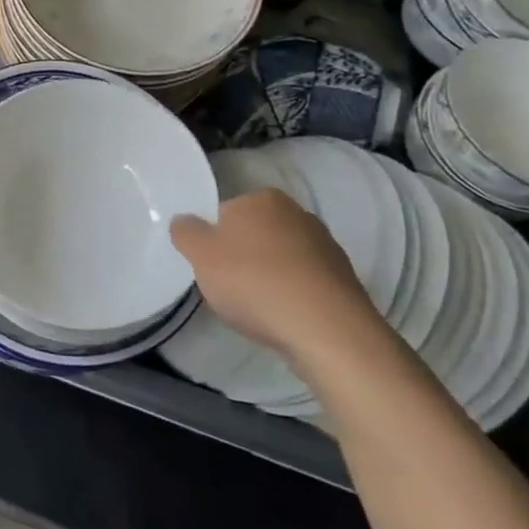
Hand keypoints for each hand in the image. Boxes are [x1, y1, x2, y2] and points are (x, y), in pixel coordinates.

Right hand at [171, 189, 389, 367]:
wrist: (326, 330)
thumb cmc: (254, 282)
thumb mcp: (200, 255)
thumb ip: (185, 232)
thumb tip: (184, 221)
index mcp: (262, 198)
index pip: (226, 212)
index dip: (214, 239)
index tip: (210, 266)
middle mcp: (297, 213)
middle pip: (256, 233)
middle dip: (243, 255)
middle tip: (230, 286)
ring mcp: (326, 246)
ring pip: (282, 258)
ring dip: (270, 276)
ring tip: (259, 307)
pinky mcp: (344, 279)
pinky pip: (305, 282)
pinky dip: (293, 294)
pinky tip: (285, 317)